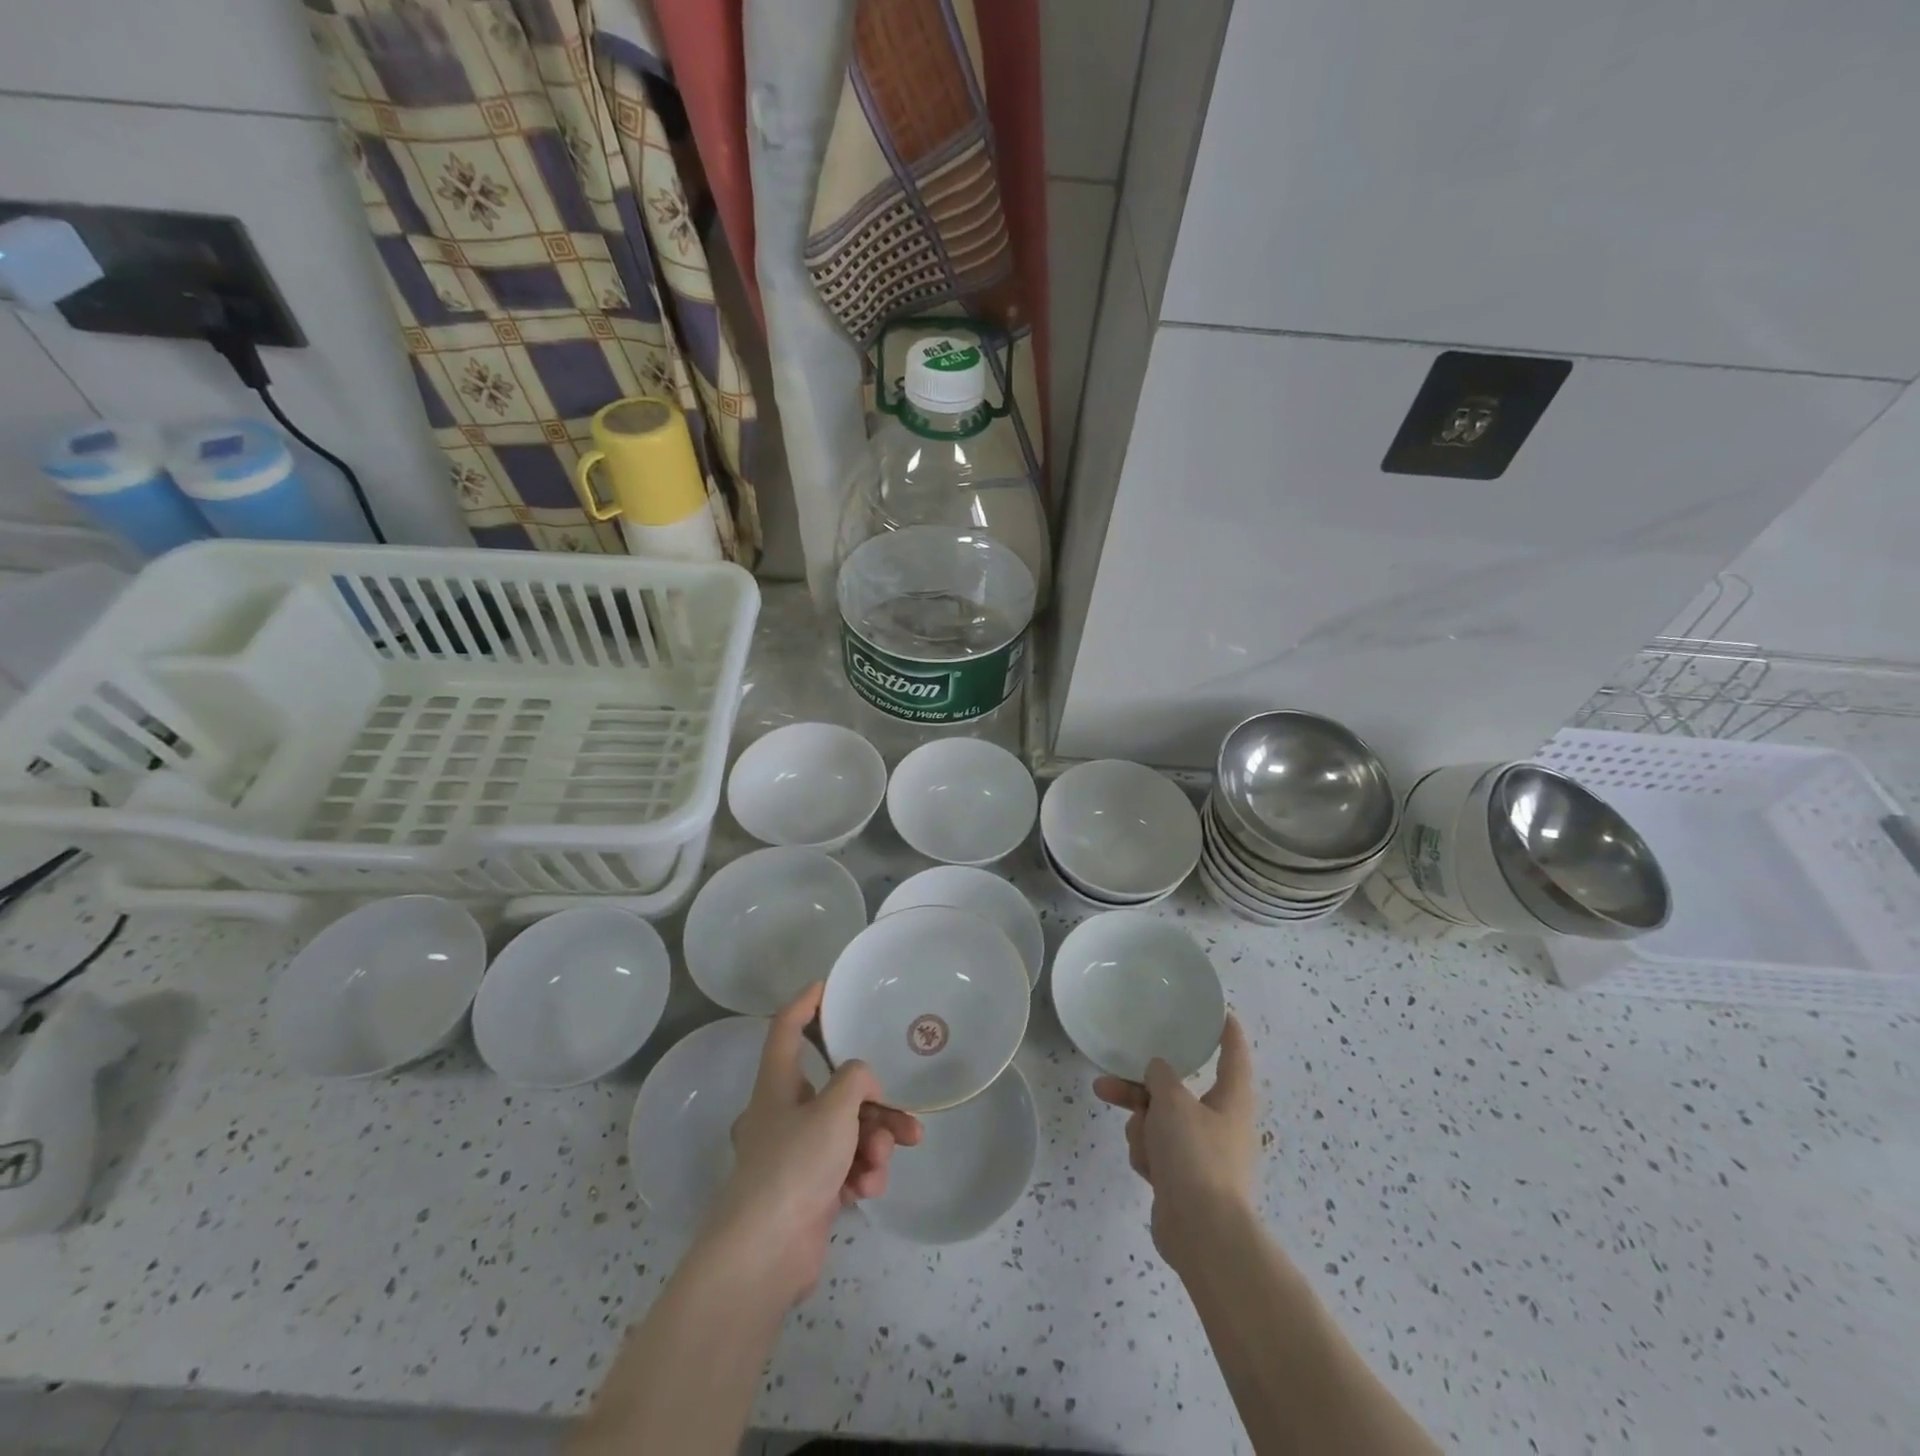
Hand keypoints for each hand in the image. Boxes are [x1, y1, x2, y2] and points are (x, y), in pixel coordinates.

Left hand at [709, 983, 920, 1303]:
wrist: (765, 1255)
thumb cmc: (794, 1166)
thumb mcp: (833, 1110)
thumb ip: (856, 1080)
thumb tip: (863, 1082)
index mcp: (777, 1084)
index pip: (786, 1028)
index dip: (805, 1003)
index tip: (827, 985)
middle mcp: (783, 1113)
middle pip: (835, 1090)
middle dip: (874, 1105)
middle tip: (904, 1118)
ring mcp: (795, 1154)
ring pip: (846, 1131)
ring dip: (873, 1143)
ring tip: (882, 1163)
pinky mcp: (808, 1189)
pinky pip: (844, 1166)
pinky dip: (861, 1172)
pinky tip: (869, 1188)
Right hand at [1093, 1013, 1255, 1265]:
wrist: (1203, 1235)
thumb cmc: (1196, 1157)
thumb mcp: (1173, 1103)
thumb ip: (1161, 1077)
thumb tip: (1160, 1073)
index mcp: (1232, 1100)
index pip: (1234, 1056)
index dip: (1228, 1033)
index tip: (1223, 1014)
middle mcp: (1221, 1123)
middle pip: (1176, 1092)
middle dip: (1140, 1091)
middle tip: (1108, 1082)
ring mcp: (1203, 1155)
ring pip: (1160, 1123)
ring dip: (1142, 1129)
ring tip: (1139, 1144)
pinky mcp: (1185, 1181)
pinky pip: (1158, 1153)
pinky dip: (1148, 1157)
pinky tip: (1148, 1171)